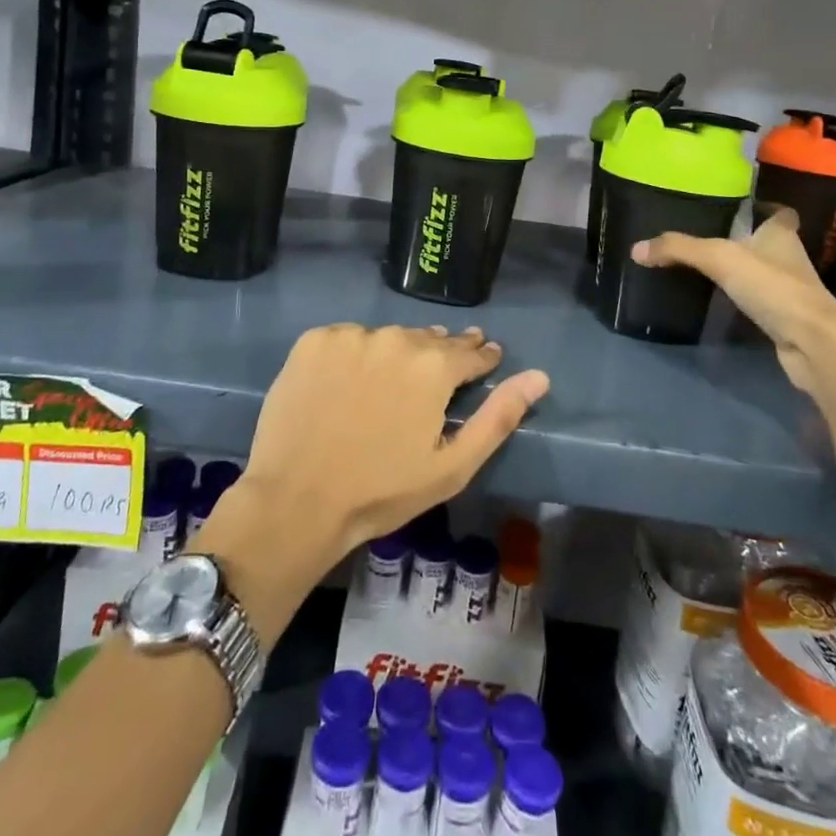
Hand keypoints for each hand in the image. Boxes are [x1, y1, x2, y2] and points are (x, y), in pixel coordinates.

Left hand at [239, 324, 549, 563]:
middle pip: (428, 341)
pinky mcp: (314, 341)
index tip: (486, 359)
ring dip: (395, 354)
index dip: (481, 357)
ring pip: (387, 338)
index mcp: (434, 366)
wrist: (296, 500)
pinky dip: (354, 355)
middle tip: (436, 376)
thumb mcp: (453, 466)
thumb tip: (539, 377)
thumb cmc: (382, 491)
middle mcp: (396, 338)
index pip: (470, 351)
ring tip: (391, 381)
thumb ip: (499, 416)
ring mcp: (351, 335)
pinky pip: (348, 340)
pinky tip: (348, 382)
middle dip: (439, 355)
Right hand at [630, 208, 835, 397]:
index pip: (779, 213)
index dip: (765, 208)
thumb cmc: (773, 286)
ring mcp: (790, 290)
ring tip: (708, 267)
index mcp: (780, 234)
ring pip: (765, 272)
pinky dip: (745, 299)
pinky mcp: (786, 319)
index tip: (742, 207)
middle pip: (769, 242)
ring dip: (744, 270)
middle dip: (746, 239)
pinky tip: (722, 301)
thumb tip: (636, 249)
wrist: (813, 343)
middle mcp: (789, 258)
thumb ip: (679, 249)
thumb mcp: (719, 258)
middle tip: (710, 236)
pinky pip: (761, 301)